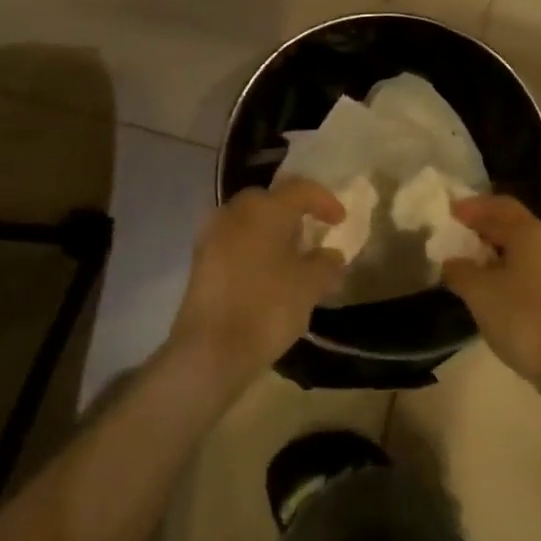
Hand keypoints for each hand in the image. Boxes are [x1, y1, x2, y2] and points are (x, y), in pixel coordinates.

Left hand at [166, 180, 346, 387]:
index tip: (341, 220)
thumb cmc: (267, 307)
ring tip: (291, 258)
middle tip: (312, 235)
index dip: (325, 201)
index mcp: (264, 208)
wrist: (210, 350)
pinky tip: (266, 275)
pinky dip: (253, 249)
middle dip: (293, 214)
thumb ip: (326, 264)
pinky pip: (234, 242)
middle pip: (270, 201)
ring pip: (249, 222)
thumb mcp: (310, 286)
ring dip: (271, 232)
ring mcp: (212, 236)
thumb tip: (330, 255)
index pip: (300, 189)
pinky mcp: (199, 261)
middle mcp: (234, 212)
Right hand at [443, 195, 540, 389]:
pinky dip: (508, 266)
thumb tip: (451, 261)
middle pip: (512, 222)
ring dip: (495, 247)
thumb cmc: (523, 318)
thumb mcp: (479, 292)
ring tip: (469, 260)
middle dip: (483, 224)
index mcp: (529, 232)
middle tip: (455, 233)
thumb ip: (459, 270)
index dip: (471, 206)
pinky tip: (493, 284)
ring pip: (522, 246)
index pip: (498, 205)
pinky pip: (530, 266)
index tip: (447, 210)